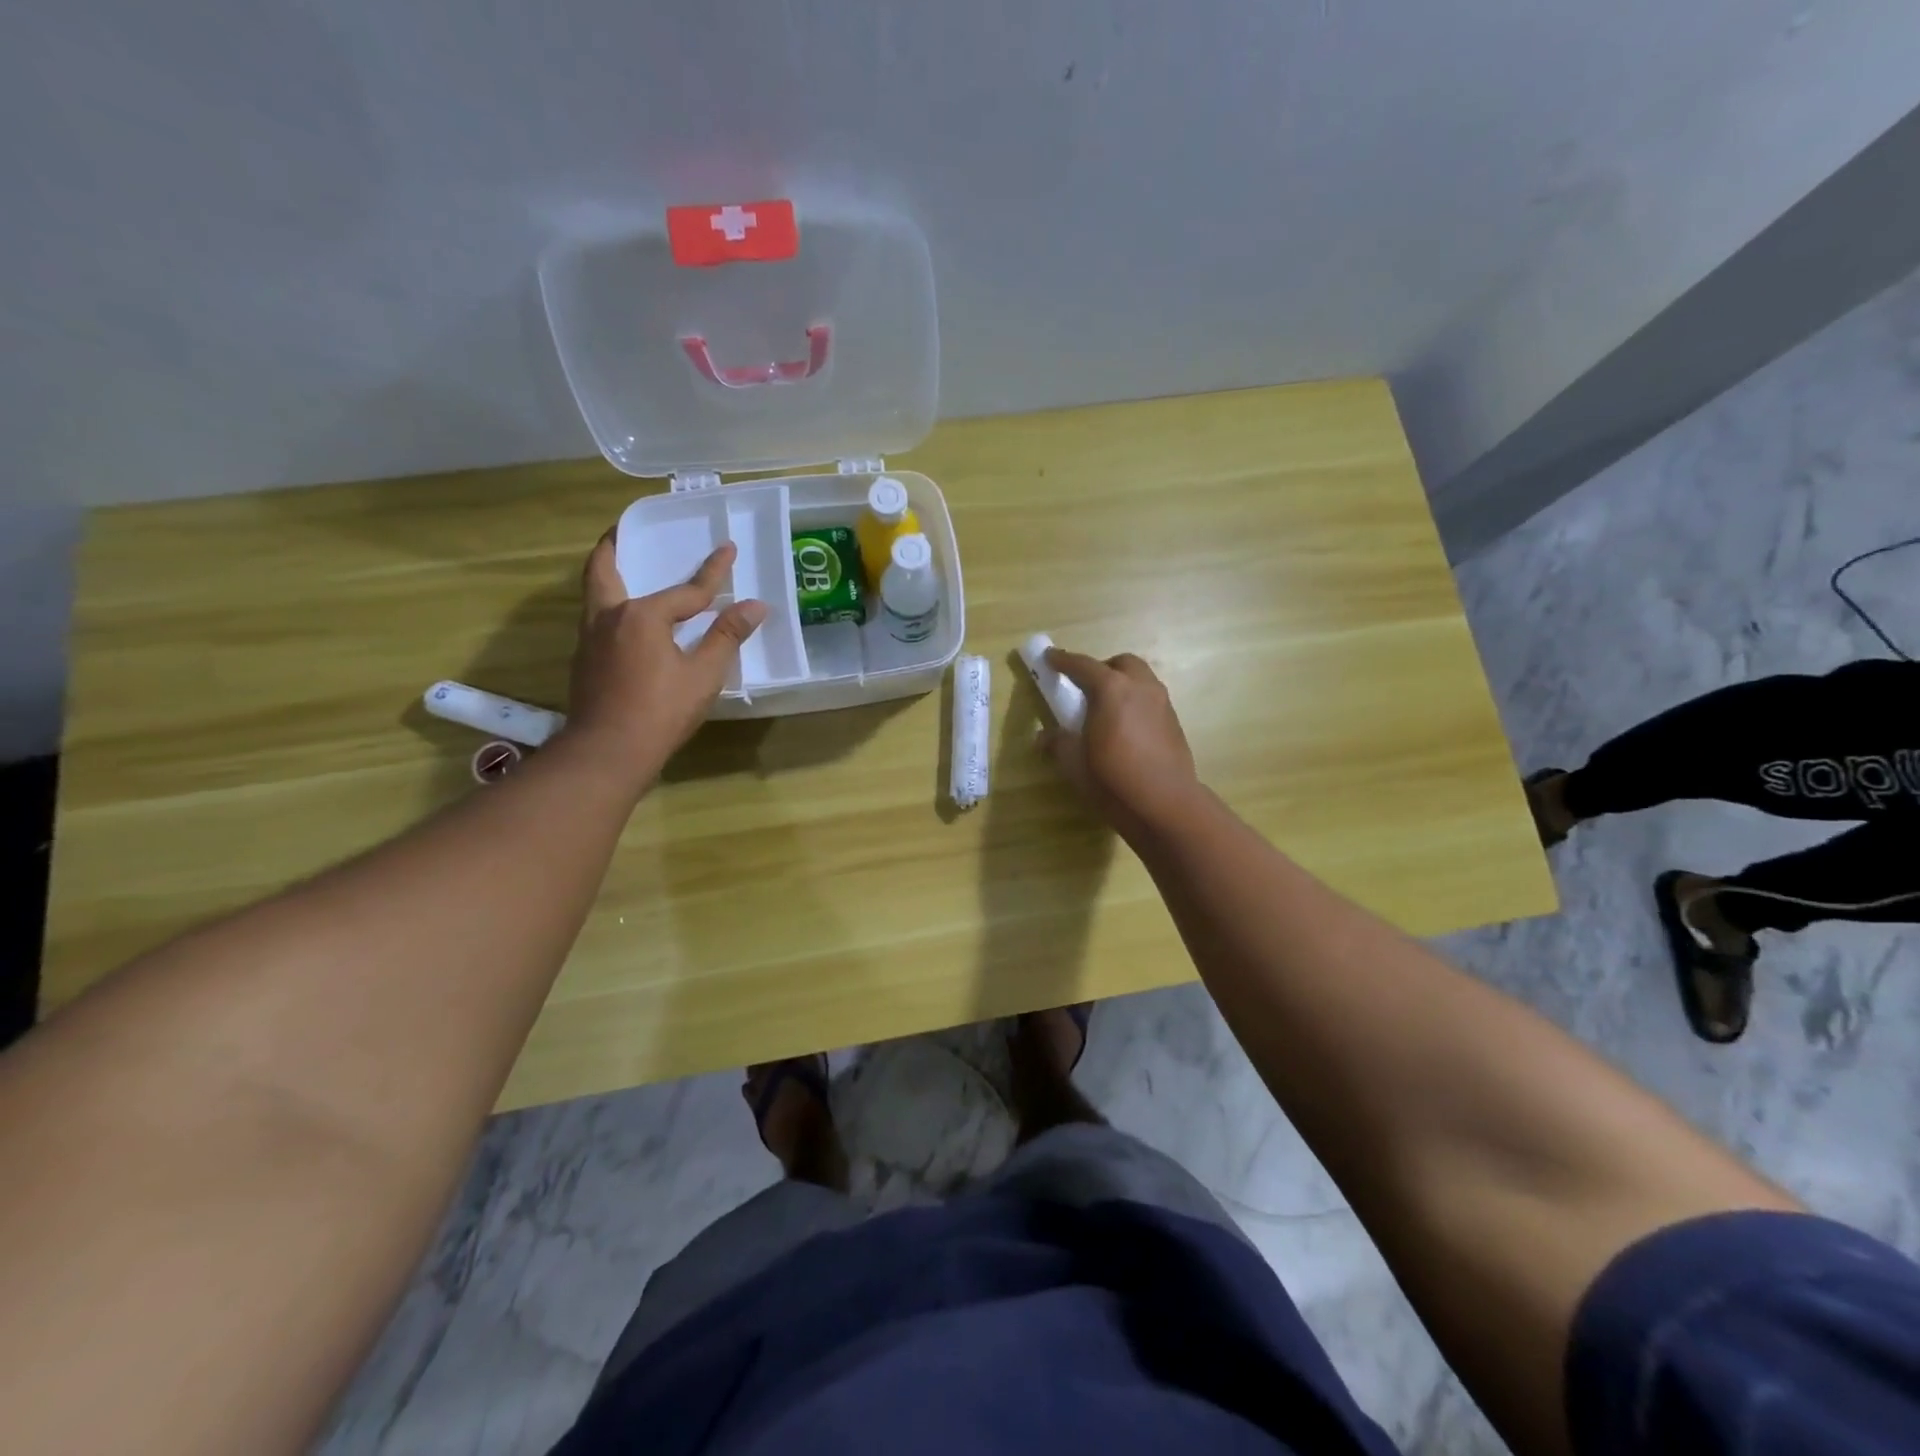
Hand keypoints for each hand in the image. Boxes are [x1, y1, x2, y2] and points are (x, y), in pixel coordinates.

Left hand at [562, 535, 765, 788]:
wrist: (608, 751)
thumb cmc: (661, 710)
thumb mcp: (703, 674)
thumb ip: (727, 636)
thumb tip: (755, 605)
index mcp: (642, 615)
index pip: (687, 590)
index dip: (713, 572)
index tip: (728, 549)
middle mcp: (609, 617)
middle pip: (604, 570)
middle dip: (613, 546)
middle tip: (621, 530)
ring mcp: (590, 638)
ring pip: (595, 594)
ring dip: (607, 575)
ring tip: (622, 567)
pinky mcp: (584, 660)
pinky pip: (596, 618)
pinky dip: (610, 605)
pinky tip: (626, 621)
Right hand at [1038, 648, 1200, 838]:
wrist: (1165, 804)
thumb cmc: (1113, 778)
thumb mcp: (1074, 762)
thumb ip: (1058, 742)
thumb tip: (1044, 736)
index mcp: (1112, 689)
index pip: (1082, 665)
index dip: (1062, 660)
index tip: (1049, 658)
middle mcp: (1141, 687)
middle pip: (1121, 664)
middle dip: (1101, 669)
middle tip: (1085, 688)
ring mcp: (1162, 704)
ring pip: (1141, 680)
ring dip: (1122, 685)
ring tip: (1106, 709)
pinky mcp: (1174, 723)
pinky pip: (1151, 700)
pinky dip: (1136, 703)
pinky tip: (1126, 729)